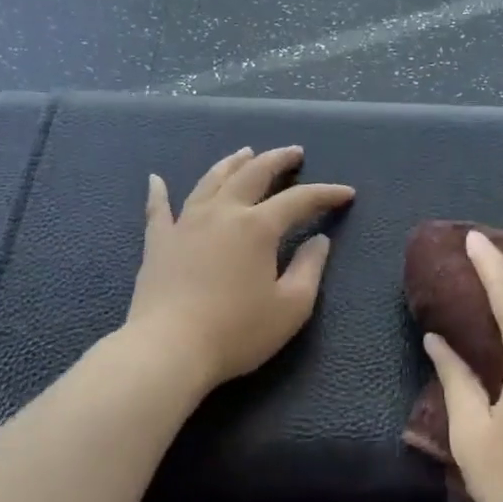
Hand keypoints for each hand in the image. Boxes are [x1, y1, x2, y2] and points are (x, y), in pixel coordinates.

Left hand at [127, 145, 353, 389]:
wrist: (169, 349)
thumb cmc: (238, 331)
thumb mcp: (291, 306)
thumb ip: (309, 269)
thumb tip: (320, 241)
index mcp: (258, 227)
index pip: (299, 200)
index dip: (325, 194)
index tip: (346, 193)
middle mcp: (222, 213)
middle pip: (252, 174)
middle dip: (277, 160)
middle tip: (294, 152)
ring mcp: (185, 224)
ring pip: (211, 181)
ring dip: (231, 163)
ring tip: (245, 153)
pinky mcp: (158, 243)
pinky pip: (158, 209)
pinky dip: (159, 192)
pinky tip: (156, 179)